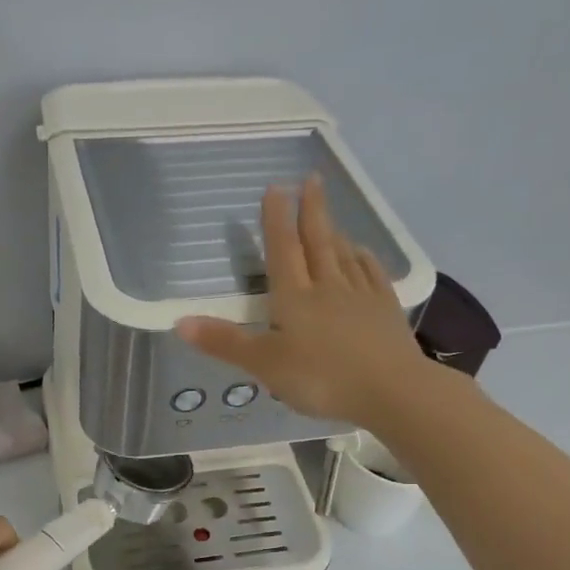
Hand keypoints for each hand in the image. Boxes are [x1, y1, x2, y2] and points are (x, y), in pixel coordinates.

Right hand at [176, 174, 427, 427]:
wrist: (391, 390)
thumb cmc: (321, 378)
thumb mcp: (264, 365)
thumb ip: (225, 342)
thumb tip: (179, 322)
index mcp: (295, 297)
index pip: (283, 250)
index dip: (277, 219)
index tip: (276, 188)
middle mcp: (327, 286)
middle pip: (317, 241)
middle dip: (311, 210)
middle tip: (311, 179)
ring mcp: (360, 295)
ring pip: (343, 254)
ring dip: (334, 231)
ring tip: (328, 214)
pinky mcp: (385, 309)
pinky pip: (372, 274)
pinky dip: (363, 258)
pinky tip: (362, 252)